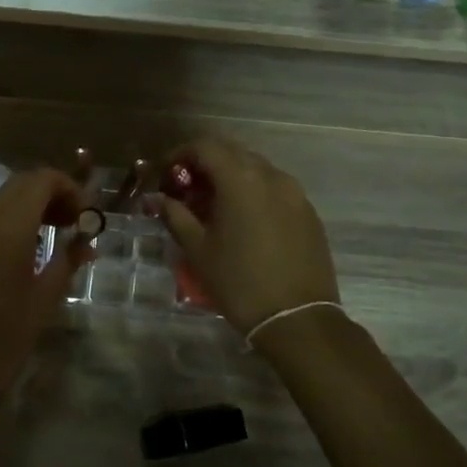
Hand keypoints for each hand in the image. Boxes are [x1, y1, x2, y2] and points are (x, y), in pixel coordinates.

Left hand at [0, 167, 92, 405]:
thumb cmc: (2, 339)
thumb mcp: (44, 301)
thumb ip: (67, 262)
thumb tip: (87, 242)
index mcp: (6, 229)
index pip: (39, 180)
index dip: (68, 187)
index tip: (87, 215)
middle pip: (19, 185)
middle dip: (51, 194)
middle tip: (76, 222)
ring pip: (0, 202)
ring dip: (31, 207)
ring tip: (56, 235)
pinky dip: (11, 223)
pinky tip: (27, 252)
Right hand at [156, 134, 338, 333]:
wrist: (298, 320)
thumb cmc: (239, 282)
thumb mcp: (198, 249)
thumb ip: (175, 215)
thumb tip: (158, 199)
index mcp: (241, 180)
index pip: (205, 146)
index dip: (180, 154)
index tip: (165, 175)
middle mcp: (271, 176)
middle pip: (231, 152)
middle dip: (204, 164)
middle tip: (185, 189)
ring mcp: (295, 193)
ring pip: (255, 169)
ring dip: (230, 177)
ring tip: (212, 205)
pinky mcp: (308, 212)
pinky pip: (275, 188)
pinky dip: (253, 192)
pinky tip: (242, 219)